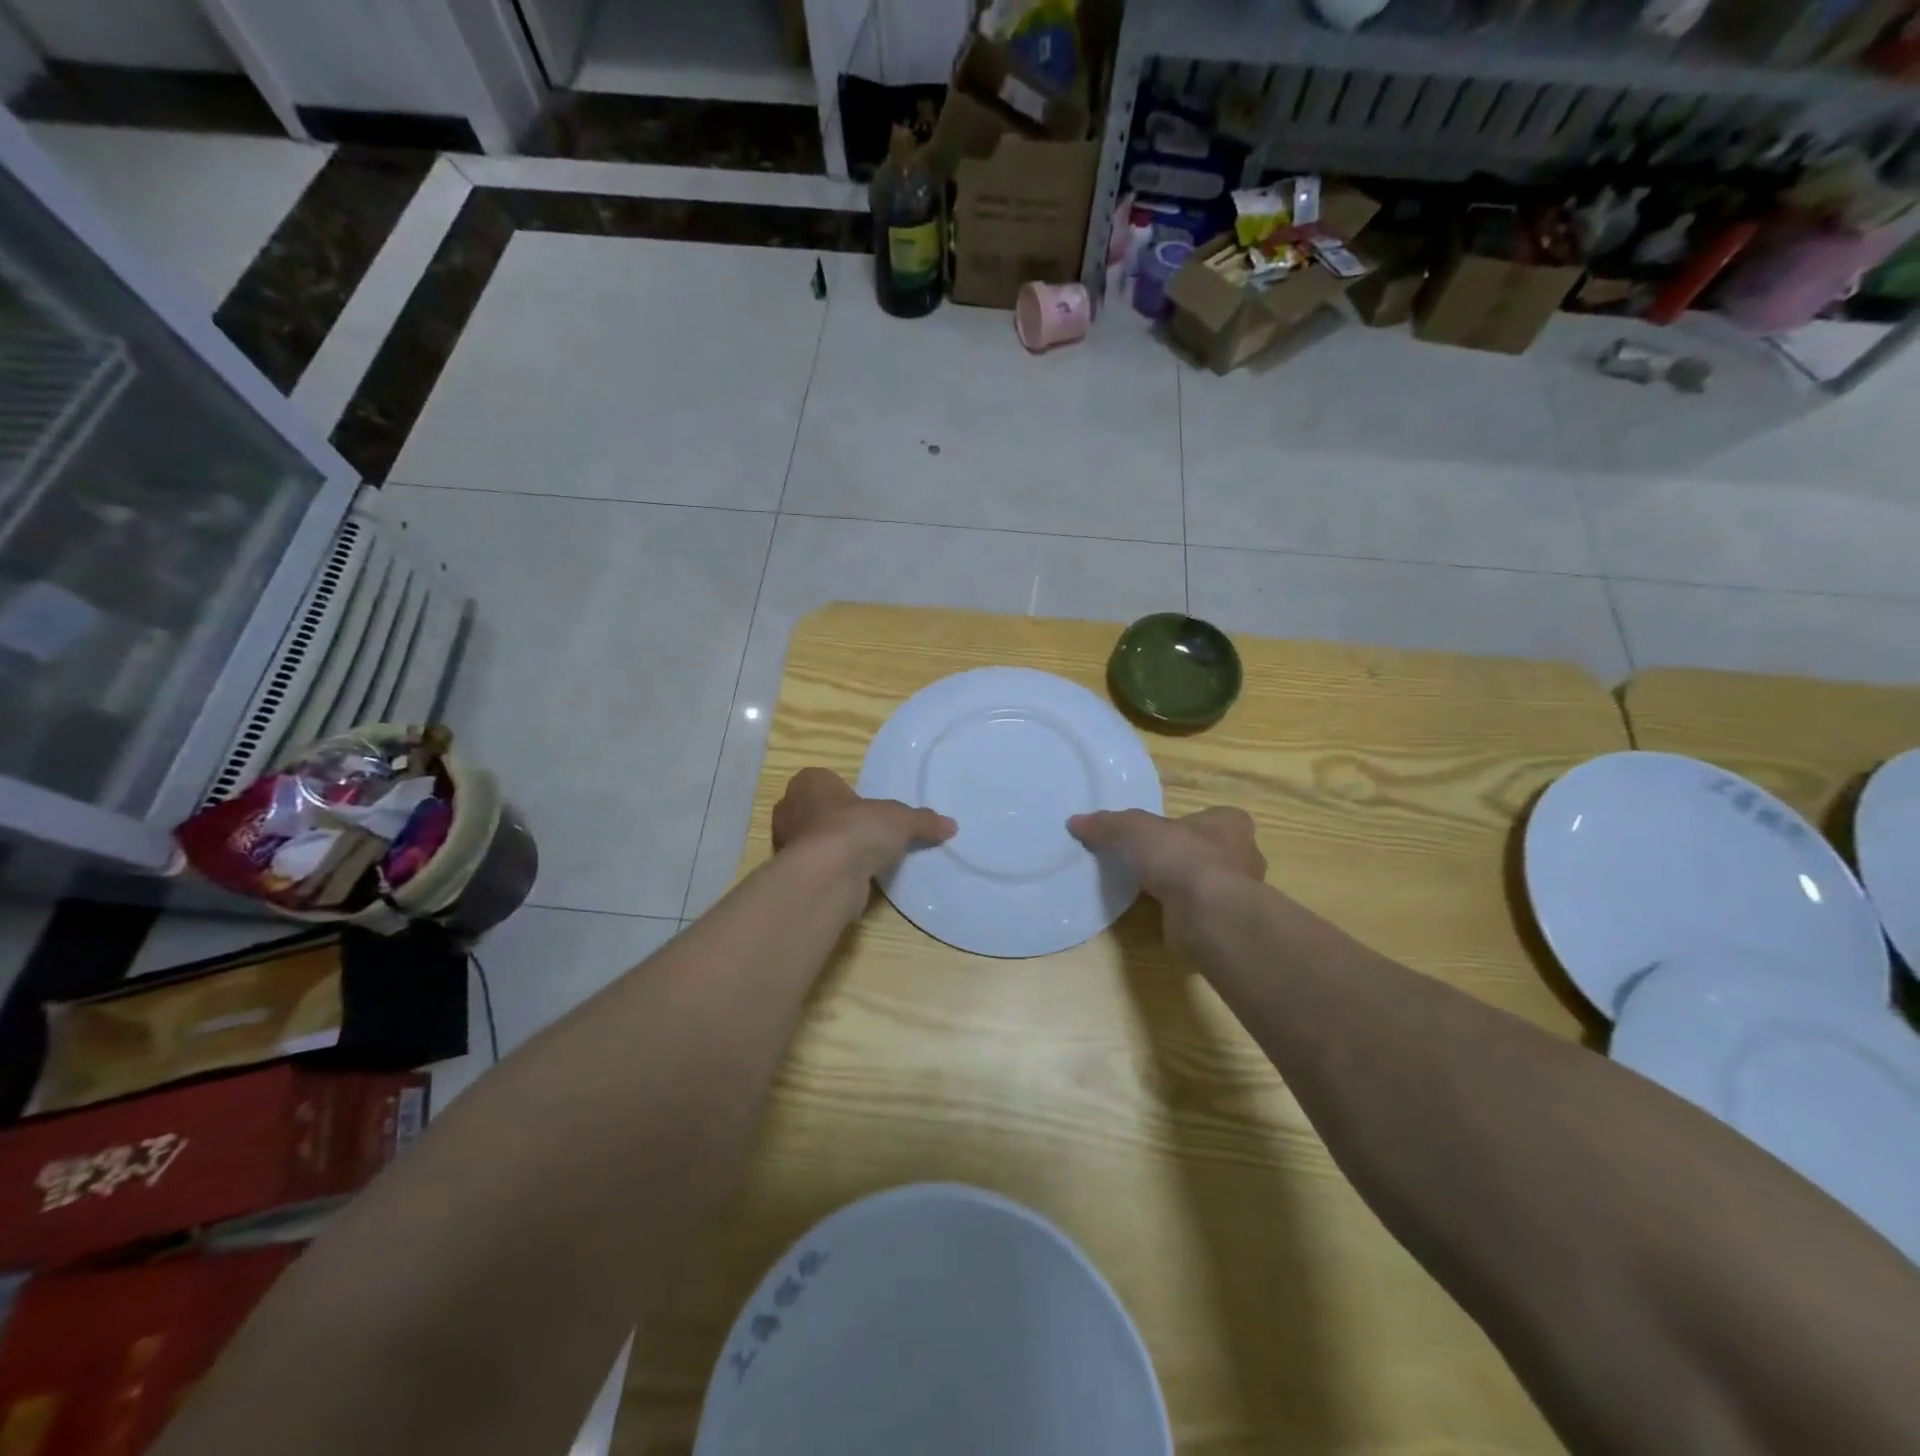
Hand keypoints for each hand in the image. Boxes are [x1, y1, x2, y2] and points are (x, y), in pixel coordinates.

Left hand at [772, 768, 955, 893]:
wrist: (828, 875)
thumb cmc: (857, 828)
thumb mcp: (900, 819)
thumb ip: (923, 821)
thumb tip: (951, 825)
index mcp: (809, 782)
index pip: (822, 780)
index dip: (842, 793)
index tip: (862, 807)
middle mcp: (790, 809)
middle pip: (813, 811)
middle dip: (833, 821)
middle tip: (864, 832)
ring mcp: (785, 844)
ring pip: (811, 841)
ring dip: (832, 849)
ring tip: (862, 859)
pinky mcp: (792, 875)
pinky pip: (816, 868)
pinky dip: (831, 873)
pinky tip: (853, 880)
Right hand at [1069, 807, 1265, 939]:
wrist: (1209, 915)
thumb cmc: (1181, 857)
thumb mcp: (1134, 830)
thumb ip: (1107, 825)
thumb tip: (1075, 822)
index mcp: (1230, 824)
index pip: (1215, 818)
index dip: (1188, 824)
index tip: (1164, 834)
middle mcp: (1244, 857)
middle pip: (1211, 851)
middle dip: (1186, 856)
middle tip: (1153, 862)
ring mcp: (1239, 894)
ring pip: (1207, 884)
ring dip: (1184, 887)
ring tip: (1149, 891)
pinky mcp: (1226, 924)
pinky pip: (1200, 912)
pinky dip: (1182, 914)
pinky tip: (1159, 916)